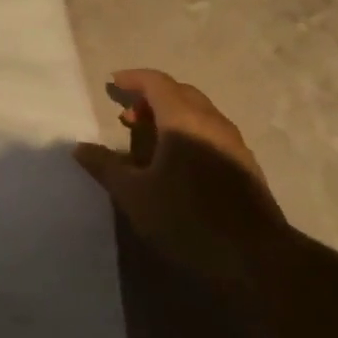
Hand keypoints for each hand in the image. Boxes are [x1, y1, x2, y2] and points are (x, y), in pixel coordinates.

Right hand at [73, 68, 287, 283]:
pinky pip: (210, 131)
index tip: (112, 83)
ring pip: (198, 112)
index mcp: (183, 119)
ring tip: (148, 140)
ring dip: (170, 115)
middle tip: (127, 116)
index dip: (133, 79)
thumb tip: (80, 147)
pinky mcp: (245, 164)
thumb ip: (106, 166)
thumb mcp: (135, 195)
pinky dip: (188, 132)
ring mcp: (233, 142)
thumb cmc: (188, 218)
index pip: (156, 82)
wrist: (258, 258)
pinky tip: (177, 163)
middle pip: (179, 92)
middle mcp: (211, 121)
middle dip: (151, 97)